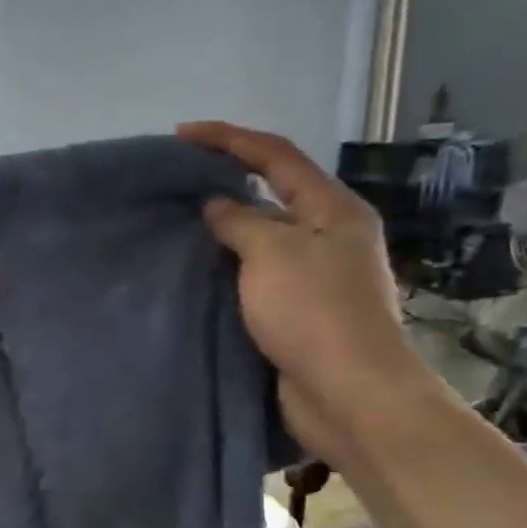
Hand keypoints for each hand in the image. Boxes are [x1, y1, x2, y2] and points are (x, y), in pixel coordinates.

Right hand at [177, 121, 434, 462]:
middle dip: (227, 180)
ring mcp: (316, 274)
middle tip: (178, 181)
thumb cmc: (314, 313)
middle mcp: (329, 235)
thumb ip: (240, 222)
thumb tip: (217, 205)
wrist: (348, 392)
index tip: (182, 135)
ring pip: (263, 237)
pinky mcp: (300, 310)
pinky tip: (200, 270)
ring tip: (180, 224)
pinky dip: (228, 265)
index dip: (229, 138)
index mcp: (333, 209)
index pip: (277, 156)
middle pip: (273, 192)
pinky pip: (257, 273)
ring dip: (225, 227)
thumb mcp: (272, 254)